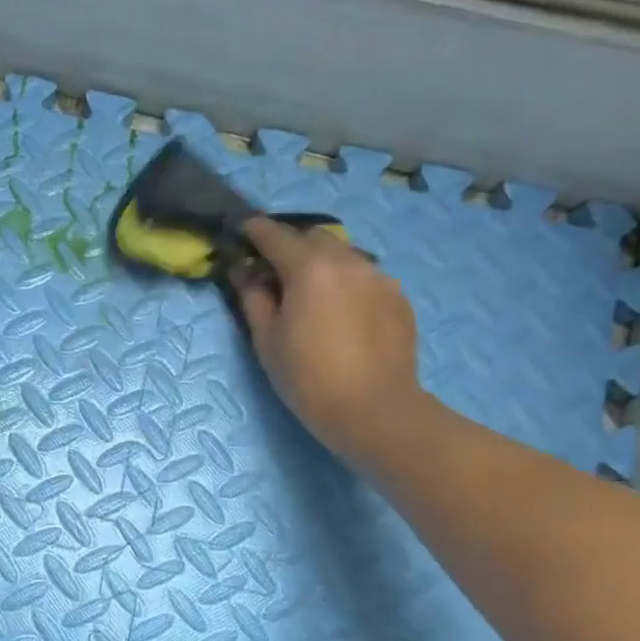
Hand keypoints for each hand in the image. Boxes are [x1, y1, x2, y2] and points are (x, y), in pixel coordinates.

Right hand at [233, 217, 429, 463]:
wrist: (373, 409)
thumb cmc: (308, 378)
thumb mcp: (267, 341)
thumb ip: (253, 298)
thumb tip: (243, 271)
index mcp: (310, 269)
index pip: (276, 236)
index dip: (255, 231)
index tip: (242, 232)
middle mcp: (348, 261)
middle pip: (314, 238)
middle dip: (292, 247)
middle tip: (276, 273)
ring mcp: (379, 276)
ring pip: (344, 255)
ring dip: (322, 265)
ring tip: (311, 296)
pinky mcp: (398, 297)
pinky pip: (366, 278)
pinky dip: (347, 285)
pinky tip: (341, 315)